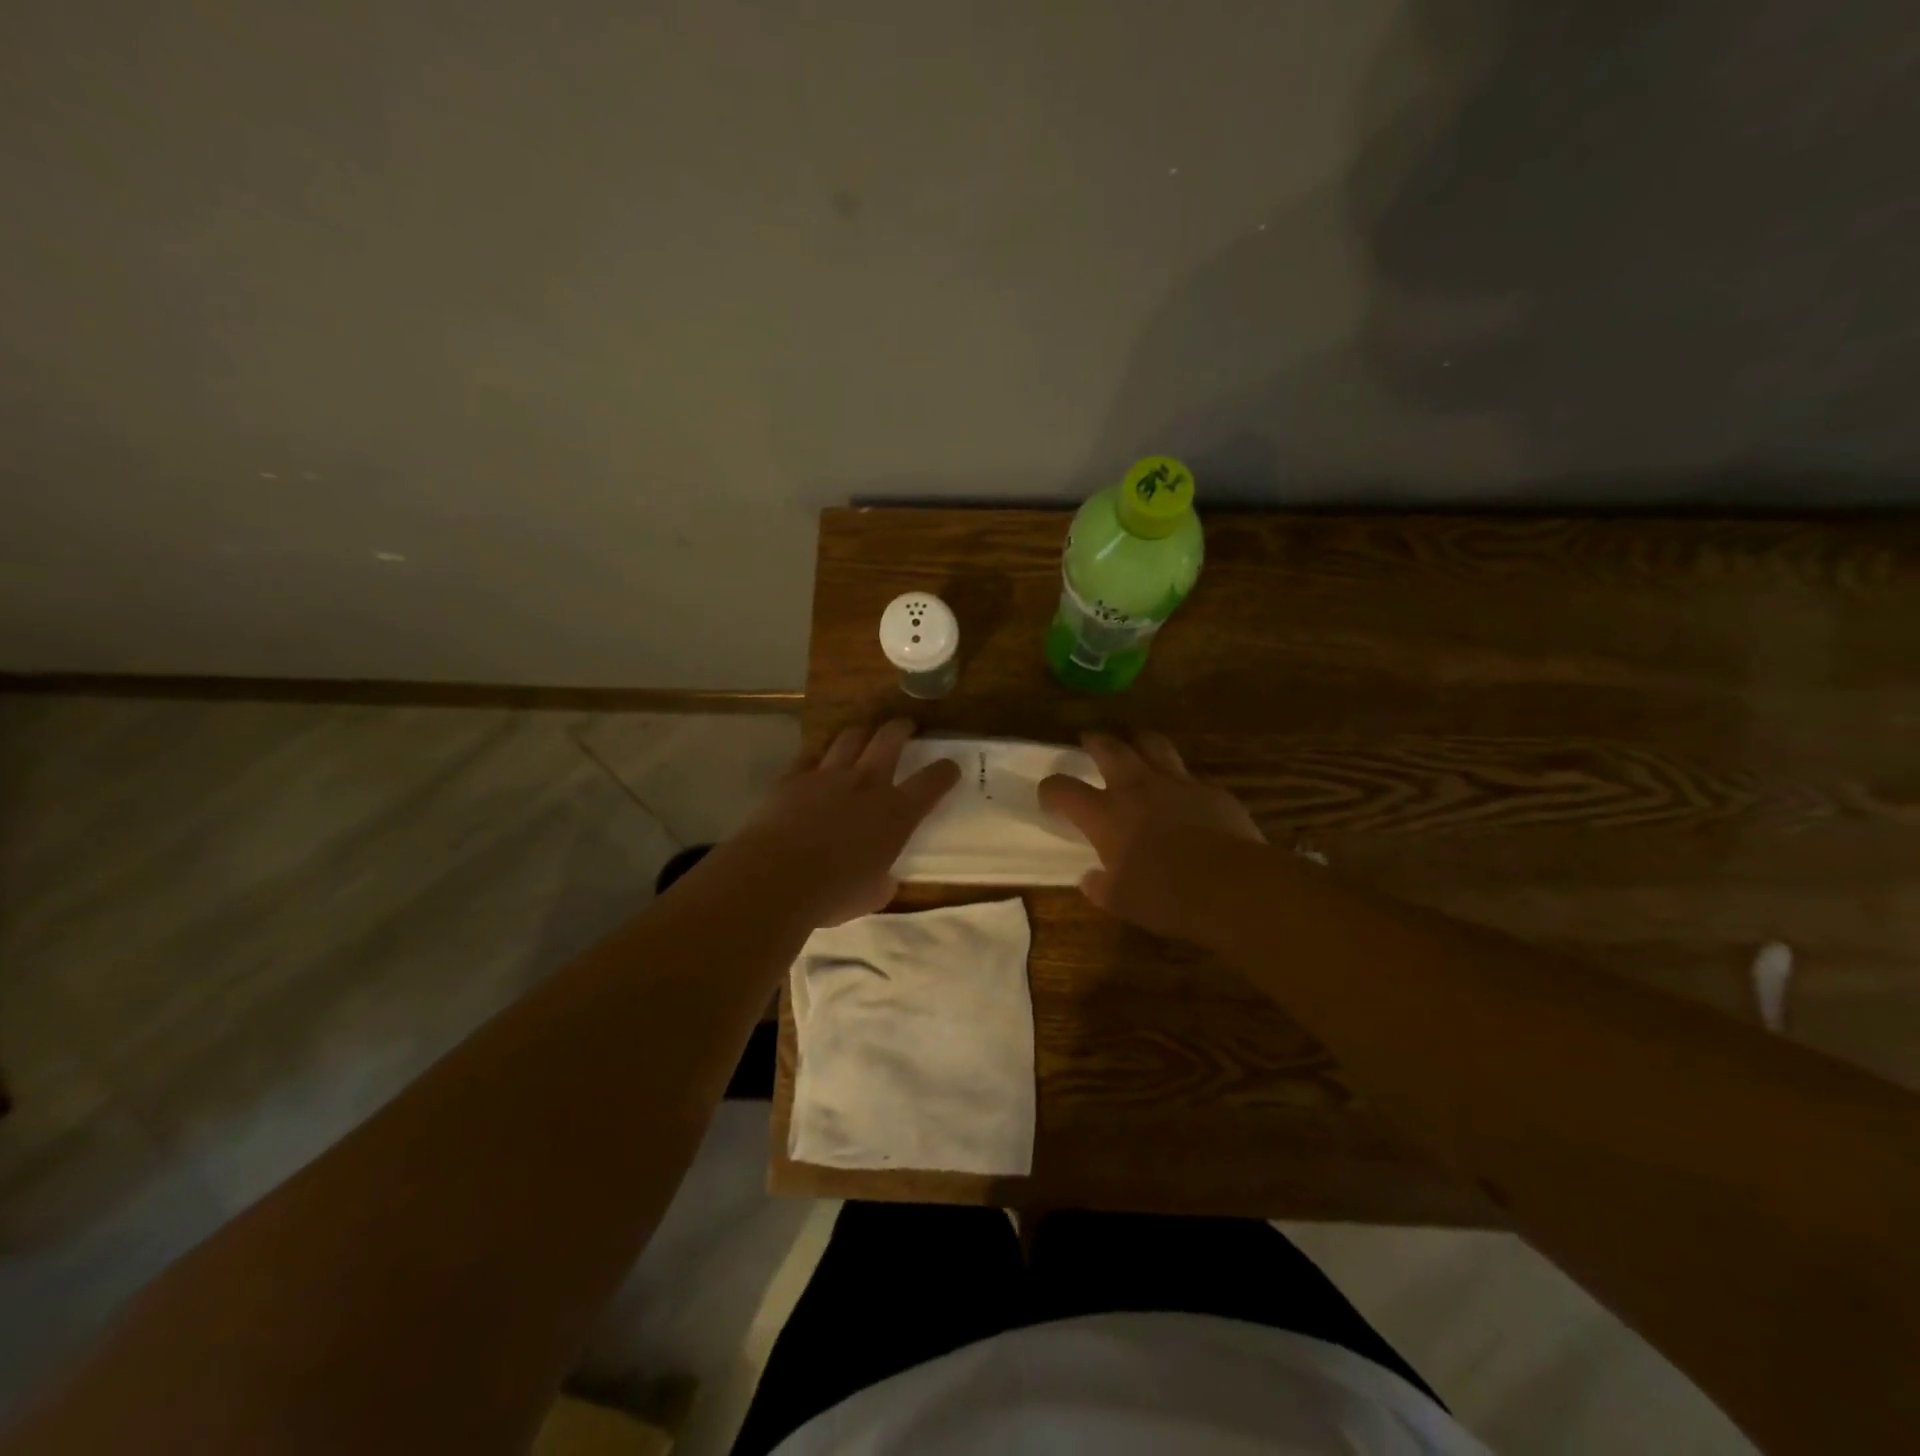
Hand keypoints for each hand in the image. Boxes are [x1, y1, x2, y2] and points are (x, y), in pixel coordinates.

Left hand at [728, 719, 960, 927]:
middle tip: (905, 727)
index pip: (932, 781)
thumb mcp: (872, 896)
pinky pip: (810, 756)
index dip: (945, 771)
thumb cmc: (833, 894)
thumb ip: (882, 881)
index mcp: (896, 814)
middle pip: (890, 739)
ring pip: (850, 737)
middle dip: (902, 728)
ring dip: (862, 732)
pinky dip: (818, 757)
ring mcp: (828, 775)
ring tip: (864, 734)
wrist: (776, 878)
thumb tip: (883, 879)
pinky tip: (817, 761)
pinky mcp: (793, 778)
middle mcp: (867, 784)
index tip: (950, 768)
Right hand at [1038, 730, 1264, 939]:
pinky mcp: (1211, 790)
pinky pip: (1190, 774)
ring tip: (1137, 746)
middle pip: (1109, 748)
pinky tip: (1184, 790)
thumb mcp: (1121, 901)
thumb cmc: (1166, 896)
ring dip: (1140, 742)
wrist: (1231, 886)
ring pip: (1153, 744)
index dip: (1051, 789)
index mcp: (1106, 815)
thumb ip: (1101, 887)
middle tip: (1090, 740)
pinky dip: (1181, 778)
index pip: (1063, 789)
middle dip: (1095, 742)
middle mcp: (1136, 788)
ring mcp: (1177, 783)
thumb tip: (1090, 880)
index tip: (1050, 796)